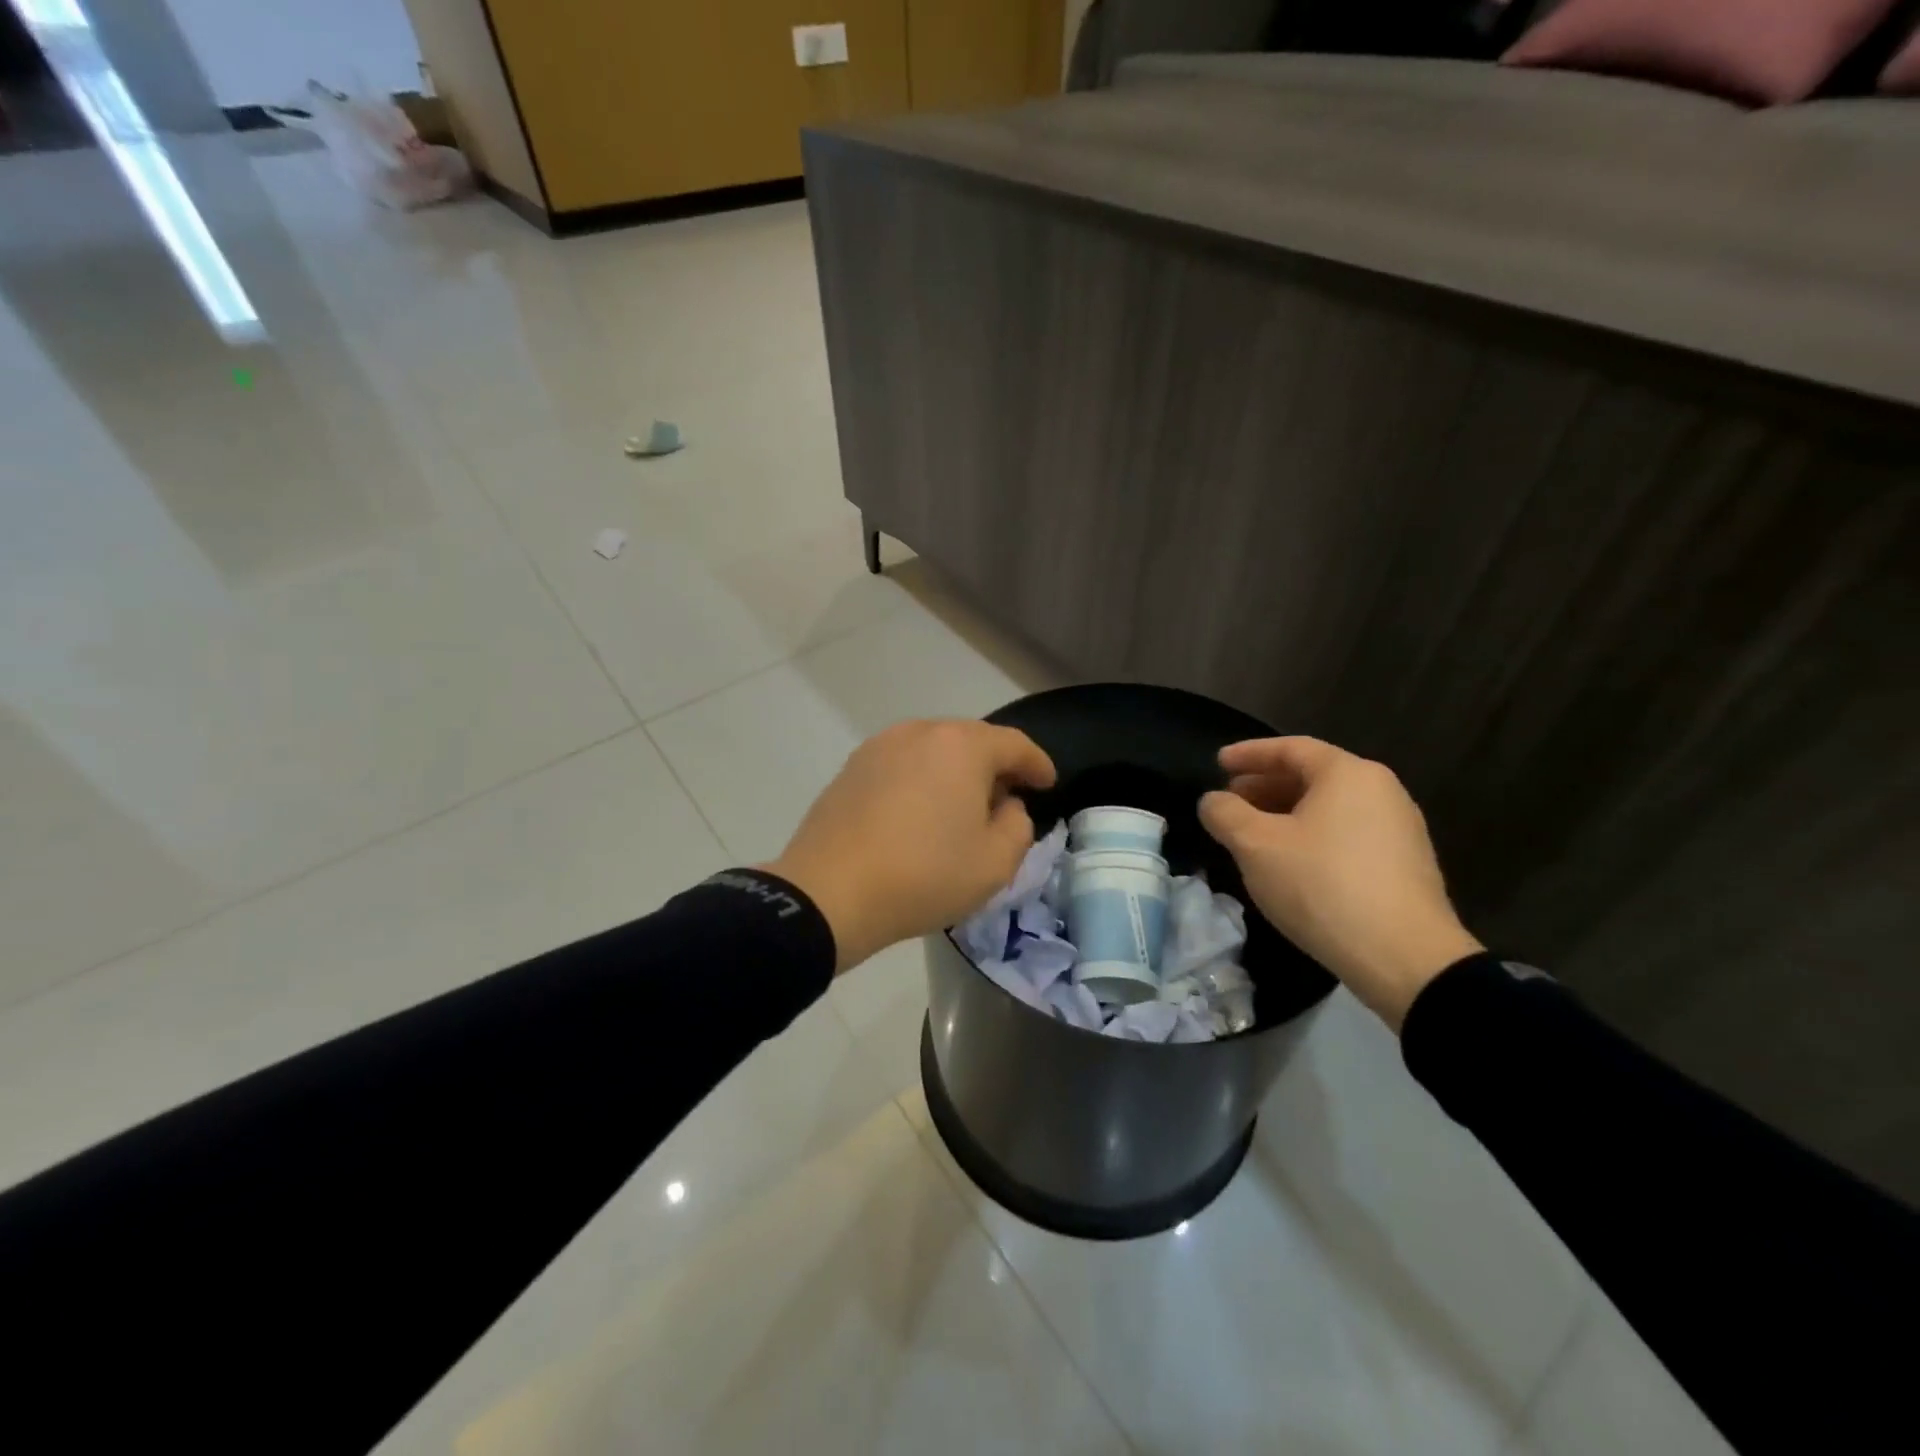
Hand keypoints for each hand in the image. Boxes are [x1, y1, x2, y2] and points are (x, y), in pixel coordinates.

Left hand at [764, 720, 1056, 972]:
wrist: (829, 893)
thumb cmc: (924, 875)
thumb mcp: (995, 862)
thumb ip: (1018, 825)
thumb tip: (1005, 805)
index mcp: (961, 746)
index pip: (1014, 745)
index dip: (1038, 764)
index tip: (1048, 784)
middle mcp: (920, 732)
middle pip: (972, 740)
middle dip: (996, 766)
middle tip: (1008, 798)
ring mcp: (880, 746)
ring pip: (934, 750)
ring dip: (956, 771)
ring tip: (962, 806)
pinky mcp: (852, 768)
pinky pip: (902, 764)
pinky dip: (922, 779)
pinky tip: (920, 811)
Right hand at [1198, 737, 1481, 1030]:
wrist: (1405, 958)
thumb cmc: (1322, 885)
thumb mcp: (1256, 846)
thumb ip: (1225, 814)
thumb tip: (1213, 801)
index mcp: (1348, 774)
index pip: (1291, 749)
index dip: (1249, 753)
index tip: (1217, 764)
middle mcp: (1381, 791)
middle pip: (1312, 776)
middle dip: (1265, 786)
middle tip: (1230, 801)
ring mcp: (1399, 829)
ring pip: (1329, 808)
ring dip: (1285, 813)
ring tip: (1252, 834)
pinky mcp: (1404, 865)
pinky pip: (1346, 834)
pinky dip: (1311, 836)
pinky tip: (1289, 863)